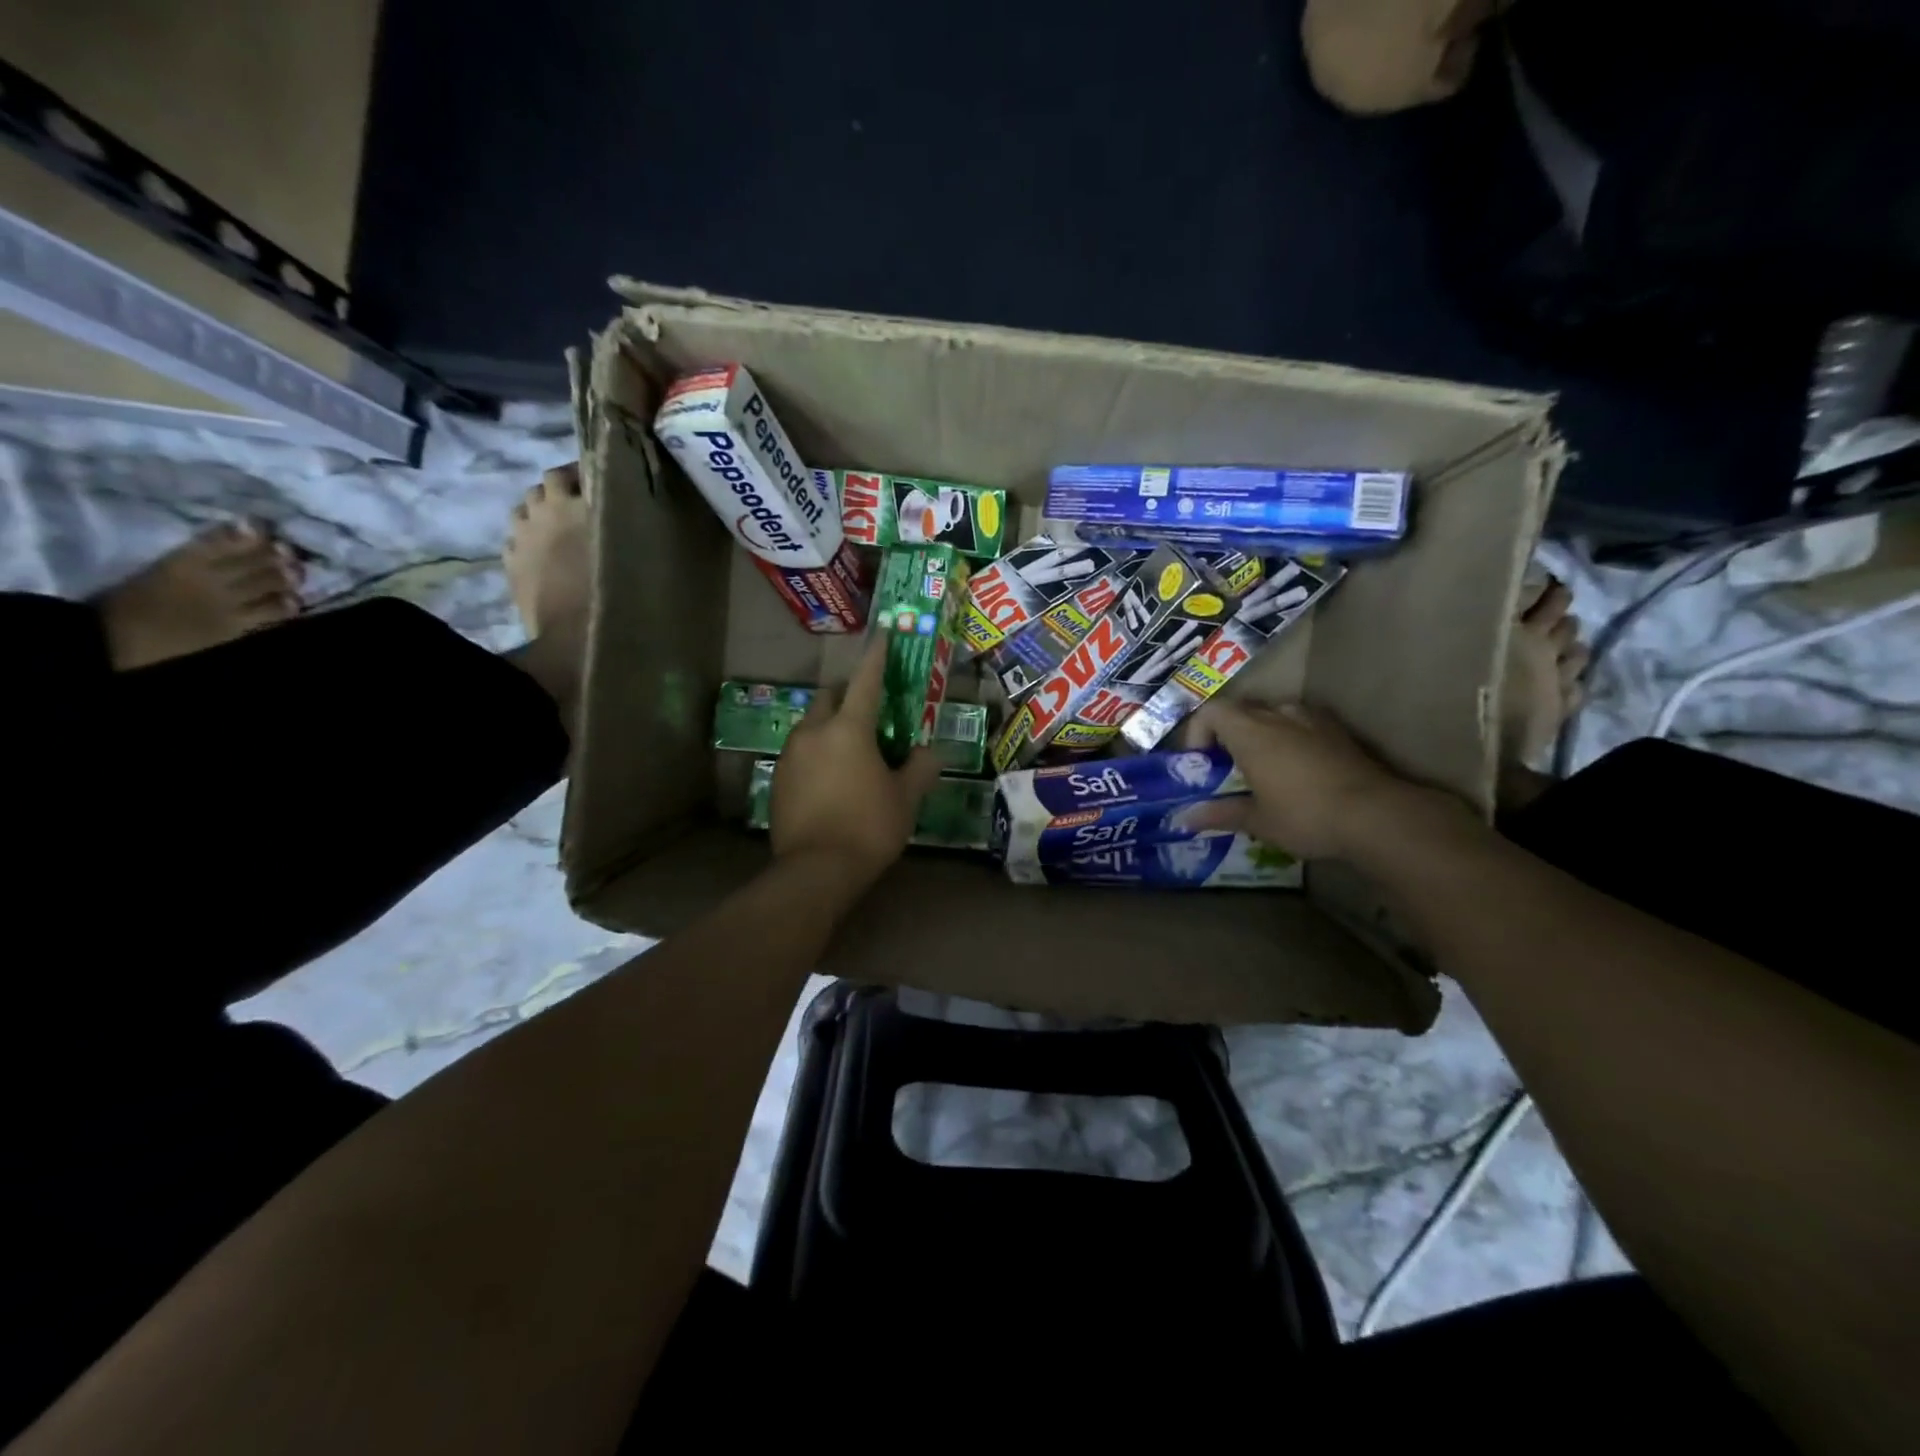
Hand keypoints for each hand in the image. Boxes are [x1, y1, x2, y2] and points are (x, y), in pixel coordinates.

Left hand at [771, 634, 942, 885]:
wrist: (815, 870)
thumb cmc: (868, 827)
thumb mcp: (906, 799)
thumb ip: (920, 769)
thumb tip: (928, 752)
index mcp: (848, 729)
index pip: (866, 681)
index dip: (877, 656)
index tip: (882, 633)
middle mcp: (814, 732)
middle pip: (829, 696)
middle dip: (848, 694)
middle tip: (869, 711)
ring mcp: (790, 755)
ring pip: (811, 725)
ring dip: (830, 726)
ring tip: (851, 751)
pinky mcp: (777, 779)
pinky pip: (800, 752)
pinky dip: (817, 753)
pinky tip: (831, 779)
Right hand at [1182, 701, 1447, 859]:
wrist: (1375, 815)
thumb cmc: (1305, 815)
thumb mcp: (1258, 821)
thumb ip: (1220, 814)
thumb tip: (1186, 819)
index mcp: (1250, 733)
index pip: (1211, 712)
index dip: (1198, 732)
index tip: (1202, 762)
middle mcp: (1277, 716)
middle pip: (1241, 710)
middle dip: (1228, 735)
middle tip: (1229, 767)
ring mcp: (1312, 720)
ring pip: (1274, 714)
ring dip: (1261, 733)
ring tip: (1265, 766)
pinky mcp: (1338, 731)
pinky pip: (1303, 724)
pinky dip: (1291, 738)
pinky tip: (1300, 769)